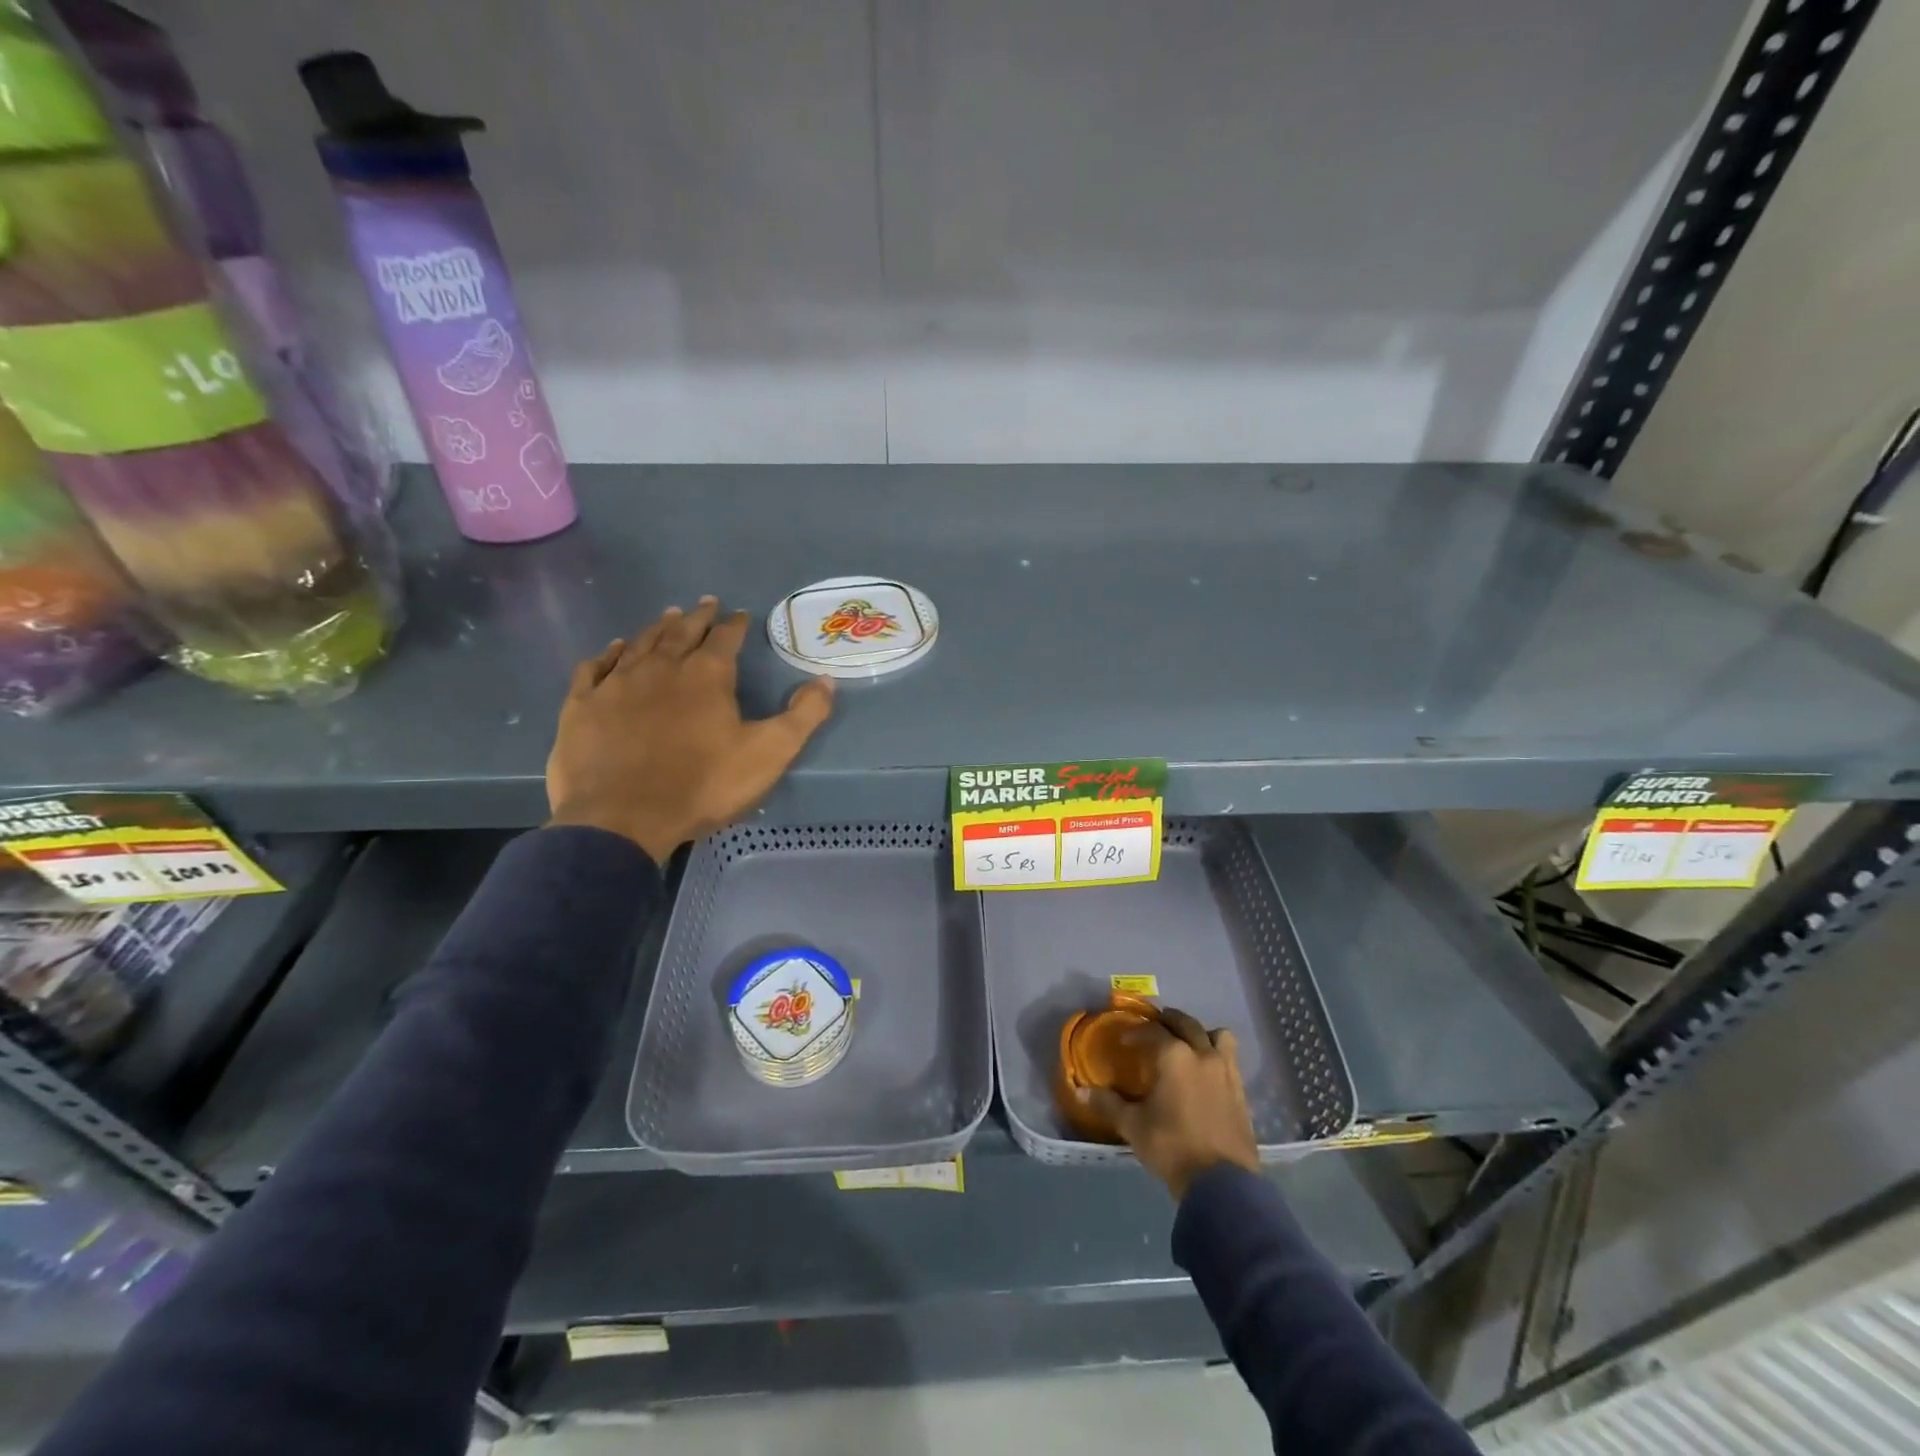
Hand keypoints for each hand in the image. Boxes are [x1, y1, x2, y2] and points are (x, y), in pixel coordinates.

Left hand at [546, 597, 834, 862]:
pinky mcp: (583, 706)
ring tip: (668, 615)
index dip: (735, 624)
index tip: (741, 614)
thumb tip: (826, 680)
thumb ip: (802, 716)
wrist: (622, 818)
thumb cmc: (703, 785)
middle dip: (697, 616)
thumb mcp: (769, 754)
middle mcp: (661, 668)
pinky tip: (613, 649)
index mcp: (706, 676)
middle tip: (705, 603)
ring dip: (657, 628)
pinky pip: (596, 668)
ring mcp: (617, 684)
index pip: (724, 638)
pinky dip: (608, 654)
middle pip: (681, 632)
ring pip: (639, 644)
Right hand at [1083, 1006, 1258, 1200]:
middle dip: (1168, 1021)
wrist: (1221, 1183)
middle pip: (1186, 1023)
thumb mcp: (1133, 1126)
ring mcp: (1226, 1071)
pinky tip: (1205, 1074)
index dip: (1136, 1032)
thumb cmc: (1172, 1146)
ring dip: (1201, 1034)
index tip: (1124, 1040)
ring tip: (1188, 1045)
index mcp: (1174, 1056)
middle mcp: (1202, 1054)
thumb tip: (1080, 1091)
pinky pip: (1230, 1059)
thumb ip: (1108, 1104)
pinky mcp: (1241, 1091)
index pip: (1152, 1031)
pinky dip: (1217, 1056)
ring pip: (1217, 1035)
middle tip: (1154, 1029)